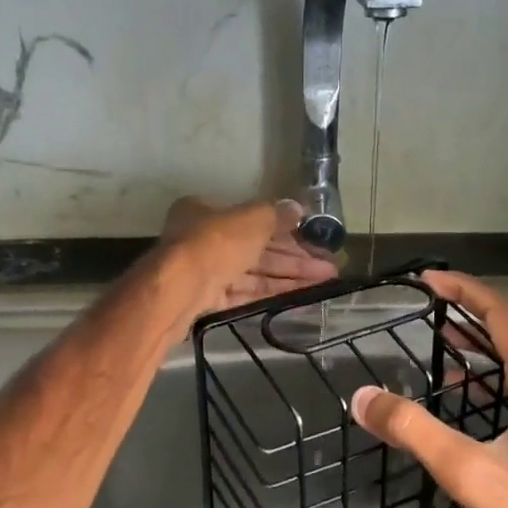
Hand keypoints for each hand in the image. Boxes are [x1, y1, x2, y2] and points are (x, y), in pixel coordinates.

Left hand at [160, 197, 337, 318]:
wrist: (177, 291)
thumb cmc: (215, 243)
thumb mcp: (251, 219)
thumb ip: (276, 214)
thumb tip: (297, 207)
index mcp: (206, 211)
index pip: (253, 218)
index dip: (286, 228)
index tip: (313, 239)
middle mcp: (202, 238)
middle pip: (256, 247)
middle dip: (294, 257)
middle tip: (329, 267)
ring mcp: (203, 271)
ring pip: (253, 272)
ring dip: (289, 276)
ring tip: (325, 282)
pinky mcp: (205, 299)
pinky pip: (244, 293)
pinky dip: (270, 293)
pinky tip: (299, 296)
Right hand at [350, 272, 507, 507]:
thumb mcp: (472, 473)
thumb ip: (414, 431)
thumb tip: (364, 397)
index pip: (501, 314)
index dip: (463, 290)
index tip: (426, 280)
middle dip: (467, 320)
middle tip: (424, 316)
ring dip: (480, 357)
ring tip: (438, 360)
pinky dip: (495, 389)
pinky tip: (472, 415)